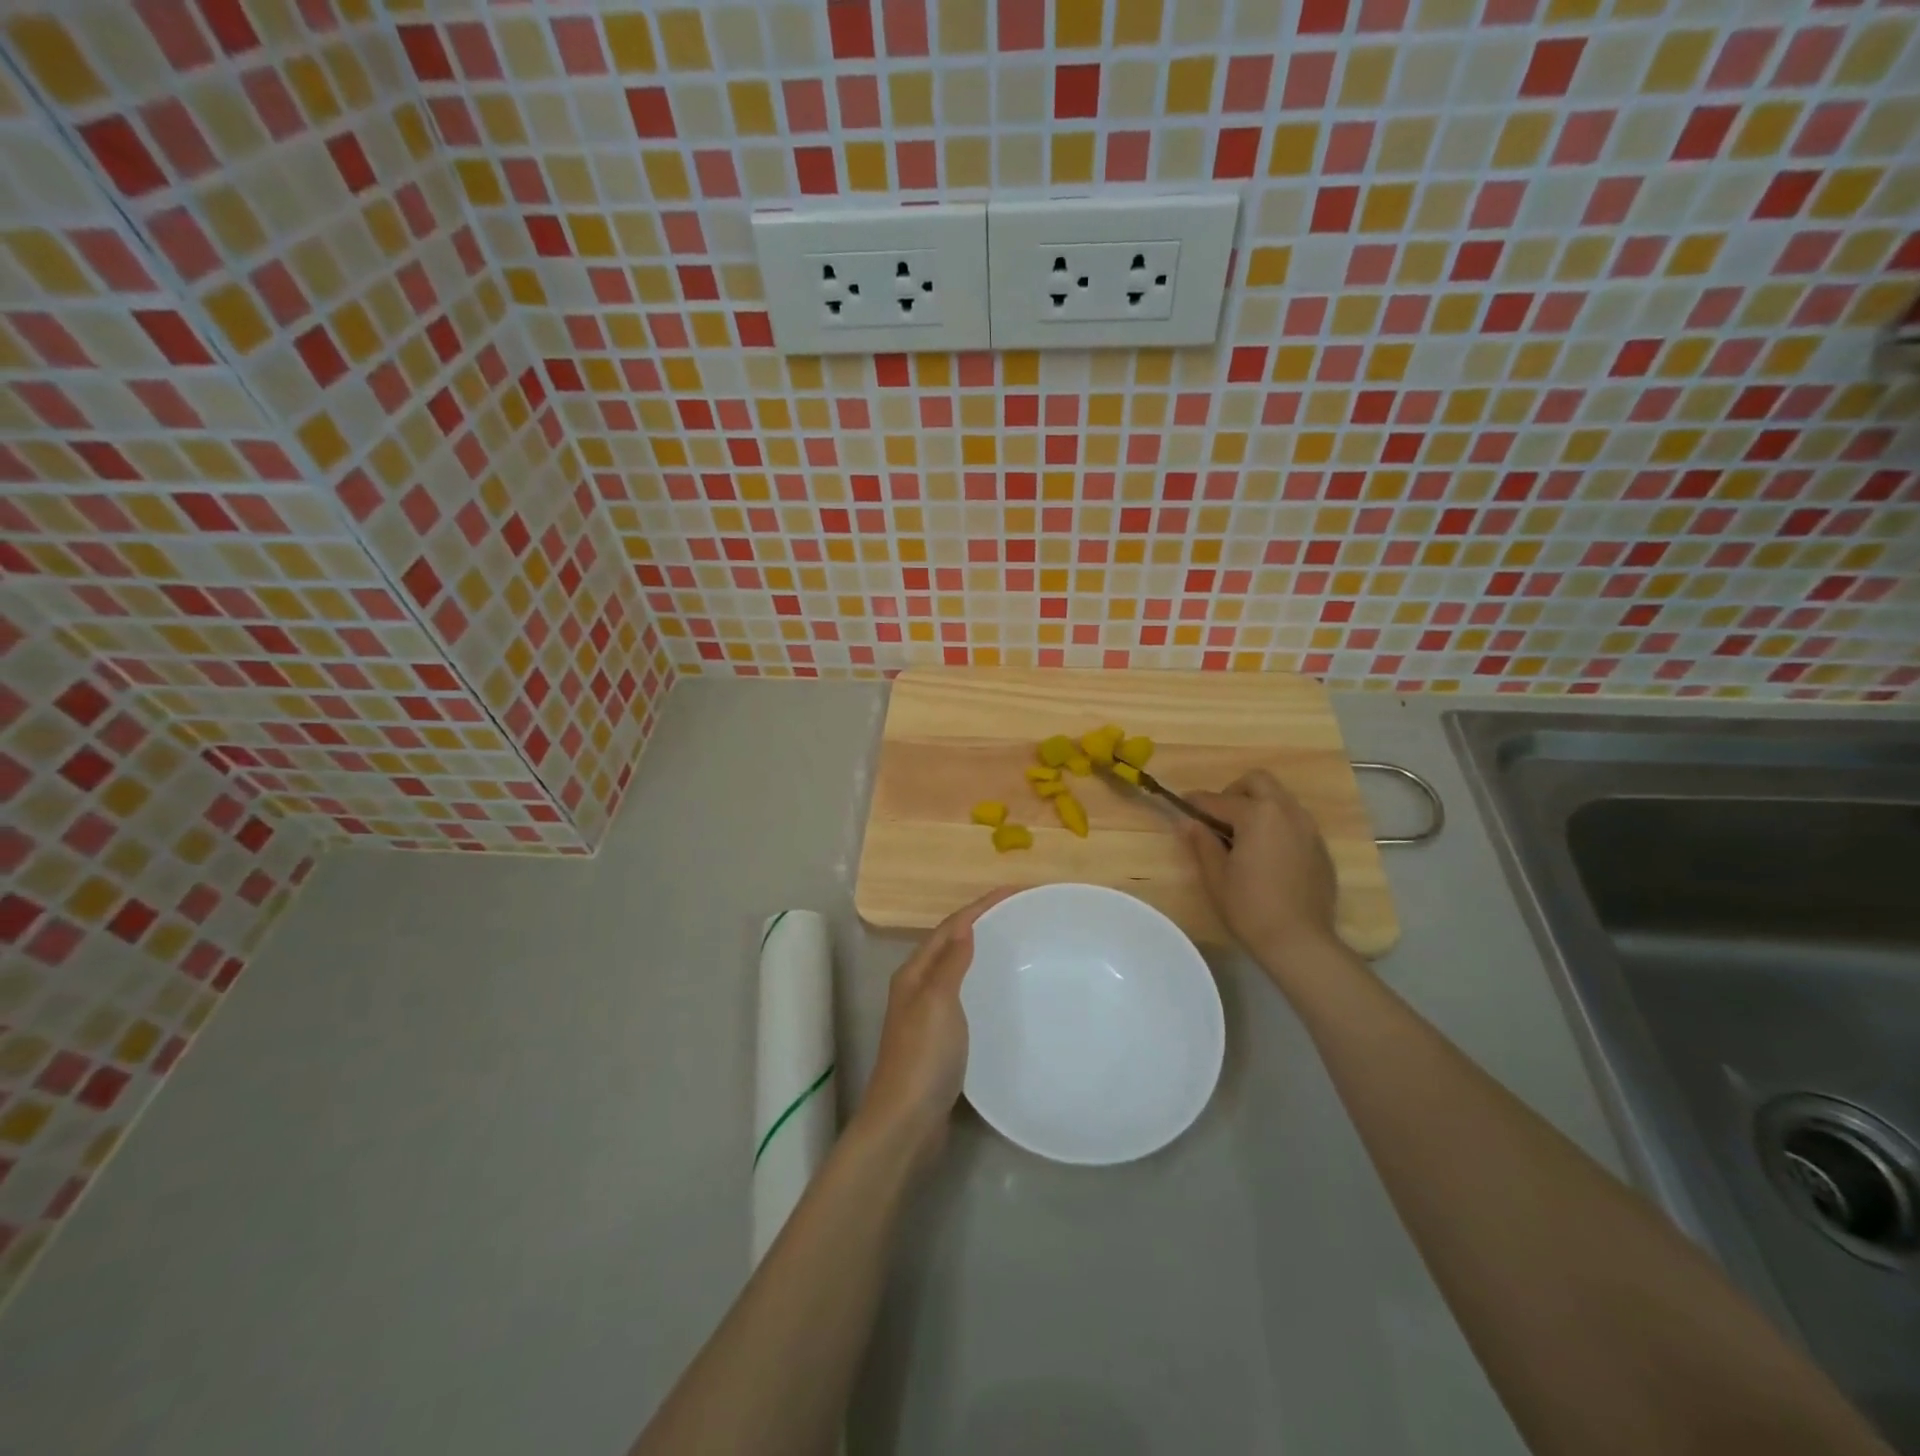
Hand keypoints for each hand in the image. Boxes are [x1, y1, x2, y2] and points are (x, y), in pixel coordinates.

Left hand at [853, 888, 1012, 1172]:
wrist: (906, 1122)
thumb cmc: (923, 1057)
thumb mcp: (937, 1002)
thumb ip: (950, 963)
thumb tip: (965, 925)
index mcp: (915, 973)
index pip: (950, 927)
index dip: (980, 906)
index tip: (1015, 891)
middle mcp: (918, 988)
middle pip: (952, 944)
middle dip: (981, 924)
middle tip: (1019, 914)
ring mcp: (927, 1016)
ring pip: (957, 971)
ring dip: (981, 953)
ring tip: (1015, 945)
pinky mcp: (940, 1041)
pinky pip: (964, 998)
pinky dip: (982, 985)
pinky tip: (1002, 995)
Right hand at [1182, 770, 1341, 976]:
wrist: (1300, 941)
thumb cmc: (1250, 907)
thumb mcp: (1216, 876)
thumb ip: (1201, 842)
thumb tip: (1188, 821)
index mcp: (1257, 815)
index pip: (1218, 800)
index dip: (1196, 802)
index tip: (1182, 805)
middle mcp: (1286, 812)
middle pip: (1258, 782)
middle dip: (1235, 792)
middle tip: (1220, 818)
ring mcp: (1308, 828)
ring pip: (1280, 799)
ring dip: (1258, 806)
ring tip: (1243, 836)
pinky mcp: (1320, 847)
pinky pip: (1294, 821)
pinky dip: (1276, 825)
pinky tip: (1267, 855)